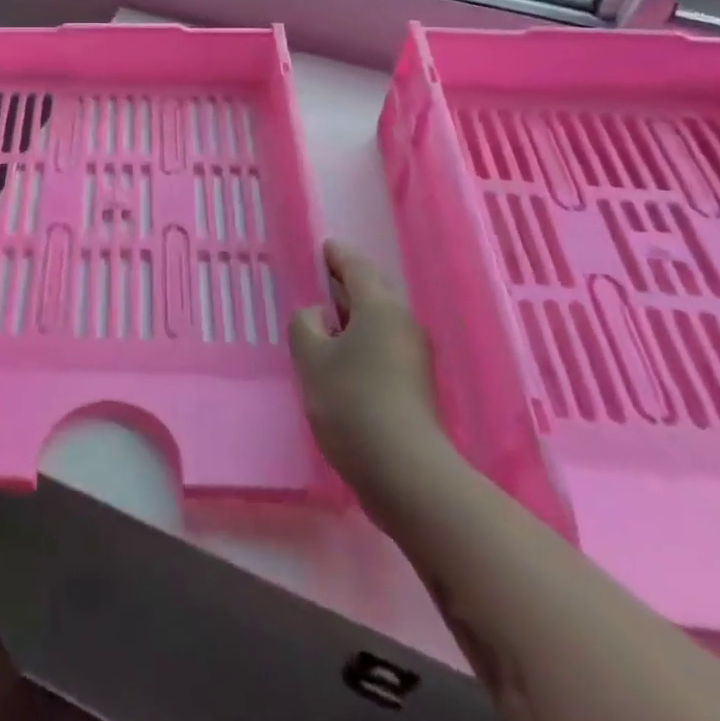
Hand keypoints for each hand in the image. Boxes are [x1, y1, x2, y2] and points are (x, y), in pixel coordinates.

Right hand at [288, 240, 459, 517]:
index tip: (323, 247)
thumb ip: (305, 326)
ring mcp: (413, 357)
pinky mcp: (414, 386)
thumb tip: (316, 316)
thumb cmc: (352, 403)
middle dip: (345, 285)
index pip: (356, 268)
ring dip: (352, 317)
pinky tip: (340, 359)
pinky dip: (360, 342)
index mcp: (379, 308)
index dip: (336, 256)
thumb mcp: (311, 359)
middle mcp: (402, 324)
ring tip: (322, 322)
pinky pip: (382, 347)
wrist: (405, 472)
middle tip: (317, 282)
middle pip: (372, 293)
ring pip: (378, 322)